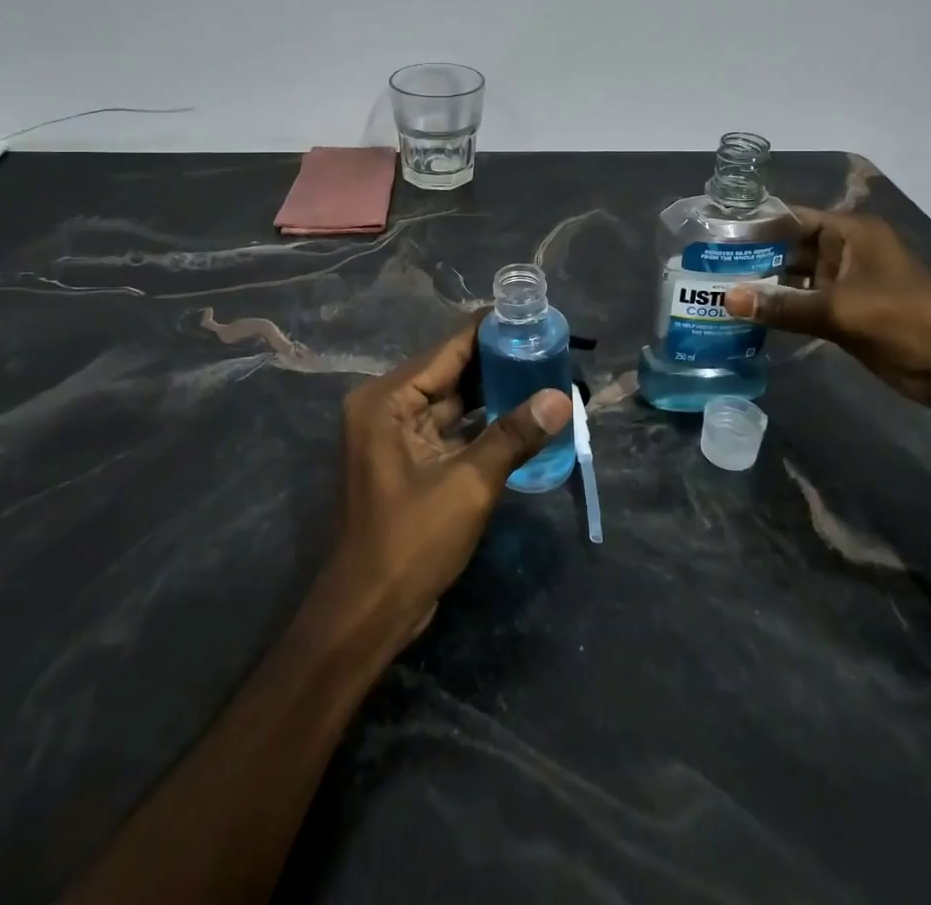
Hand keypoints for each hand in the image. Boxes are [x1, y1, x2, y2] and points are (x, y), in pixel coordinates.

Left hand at [319, 318, 571, 647]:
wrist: (368, 614)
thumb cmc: (411, 542)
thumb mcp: (468, 484)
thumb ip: (514, 435)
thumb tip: (561, 397)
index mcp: (388, 399)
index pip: (449, 348)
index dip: (492, 331)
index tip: (534, 317)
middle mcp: (387, 406)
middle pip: (451, 370)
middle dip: (499, 362)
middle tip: (549, 347)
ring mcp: (397, 434)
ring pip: (454, 399)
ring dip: (494, 392)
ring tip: (544, 374)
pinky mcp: (410, 459)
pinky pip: (452, 426)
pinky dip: (483, 422)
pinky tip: (523, 415)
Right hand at [726, 209, 930, 410]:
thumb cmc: (906, 323)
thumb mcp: (842, 312)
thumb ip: (783, 306)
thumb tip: (727, 300)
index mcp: (849, 233)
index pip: (789, 217)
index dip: (752, 224)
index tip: (710, 234)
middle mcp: (843, 251)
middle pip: (787, 247)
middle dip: (750, 258)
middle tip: (703, 268)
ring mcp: (844, 283)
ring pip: (792, 278)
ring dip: (761, 287)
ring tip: (715, 292)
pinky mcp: (845, 312)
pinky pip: (802, 304)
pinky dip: (779, 310)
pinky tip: (746, 318)